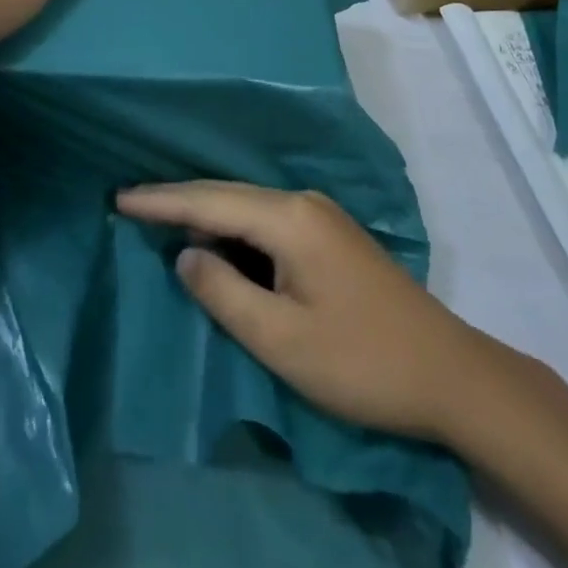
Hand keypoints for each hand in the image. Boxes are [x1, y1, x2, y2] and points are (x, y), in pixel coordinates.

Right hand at [117, 181, 509, 442]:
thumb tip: (185, 255)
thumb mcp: (282, 339)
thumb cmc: (360, 361)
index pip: (209, 202)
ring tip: (159, 216)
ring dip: (204, 211)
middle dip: (177, 199)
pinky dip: (231, 225)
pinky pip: (265, 219)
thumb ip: (224, 293)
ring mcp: (320, 215)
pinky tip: (215, 237)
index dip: (161, 201)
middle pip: (226, 194)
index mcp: (288, 218)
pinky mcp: (328, 234)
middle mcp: (302, 202)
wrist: (448, 372)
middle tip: (129, 203)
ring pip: (246, 204)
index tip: (118, 198)